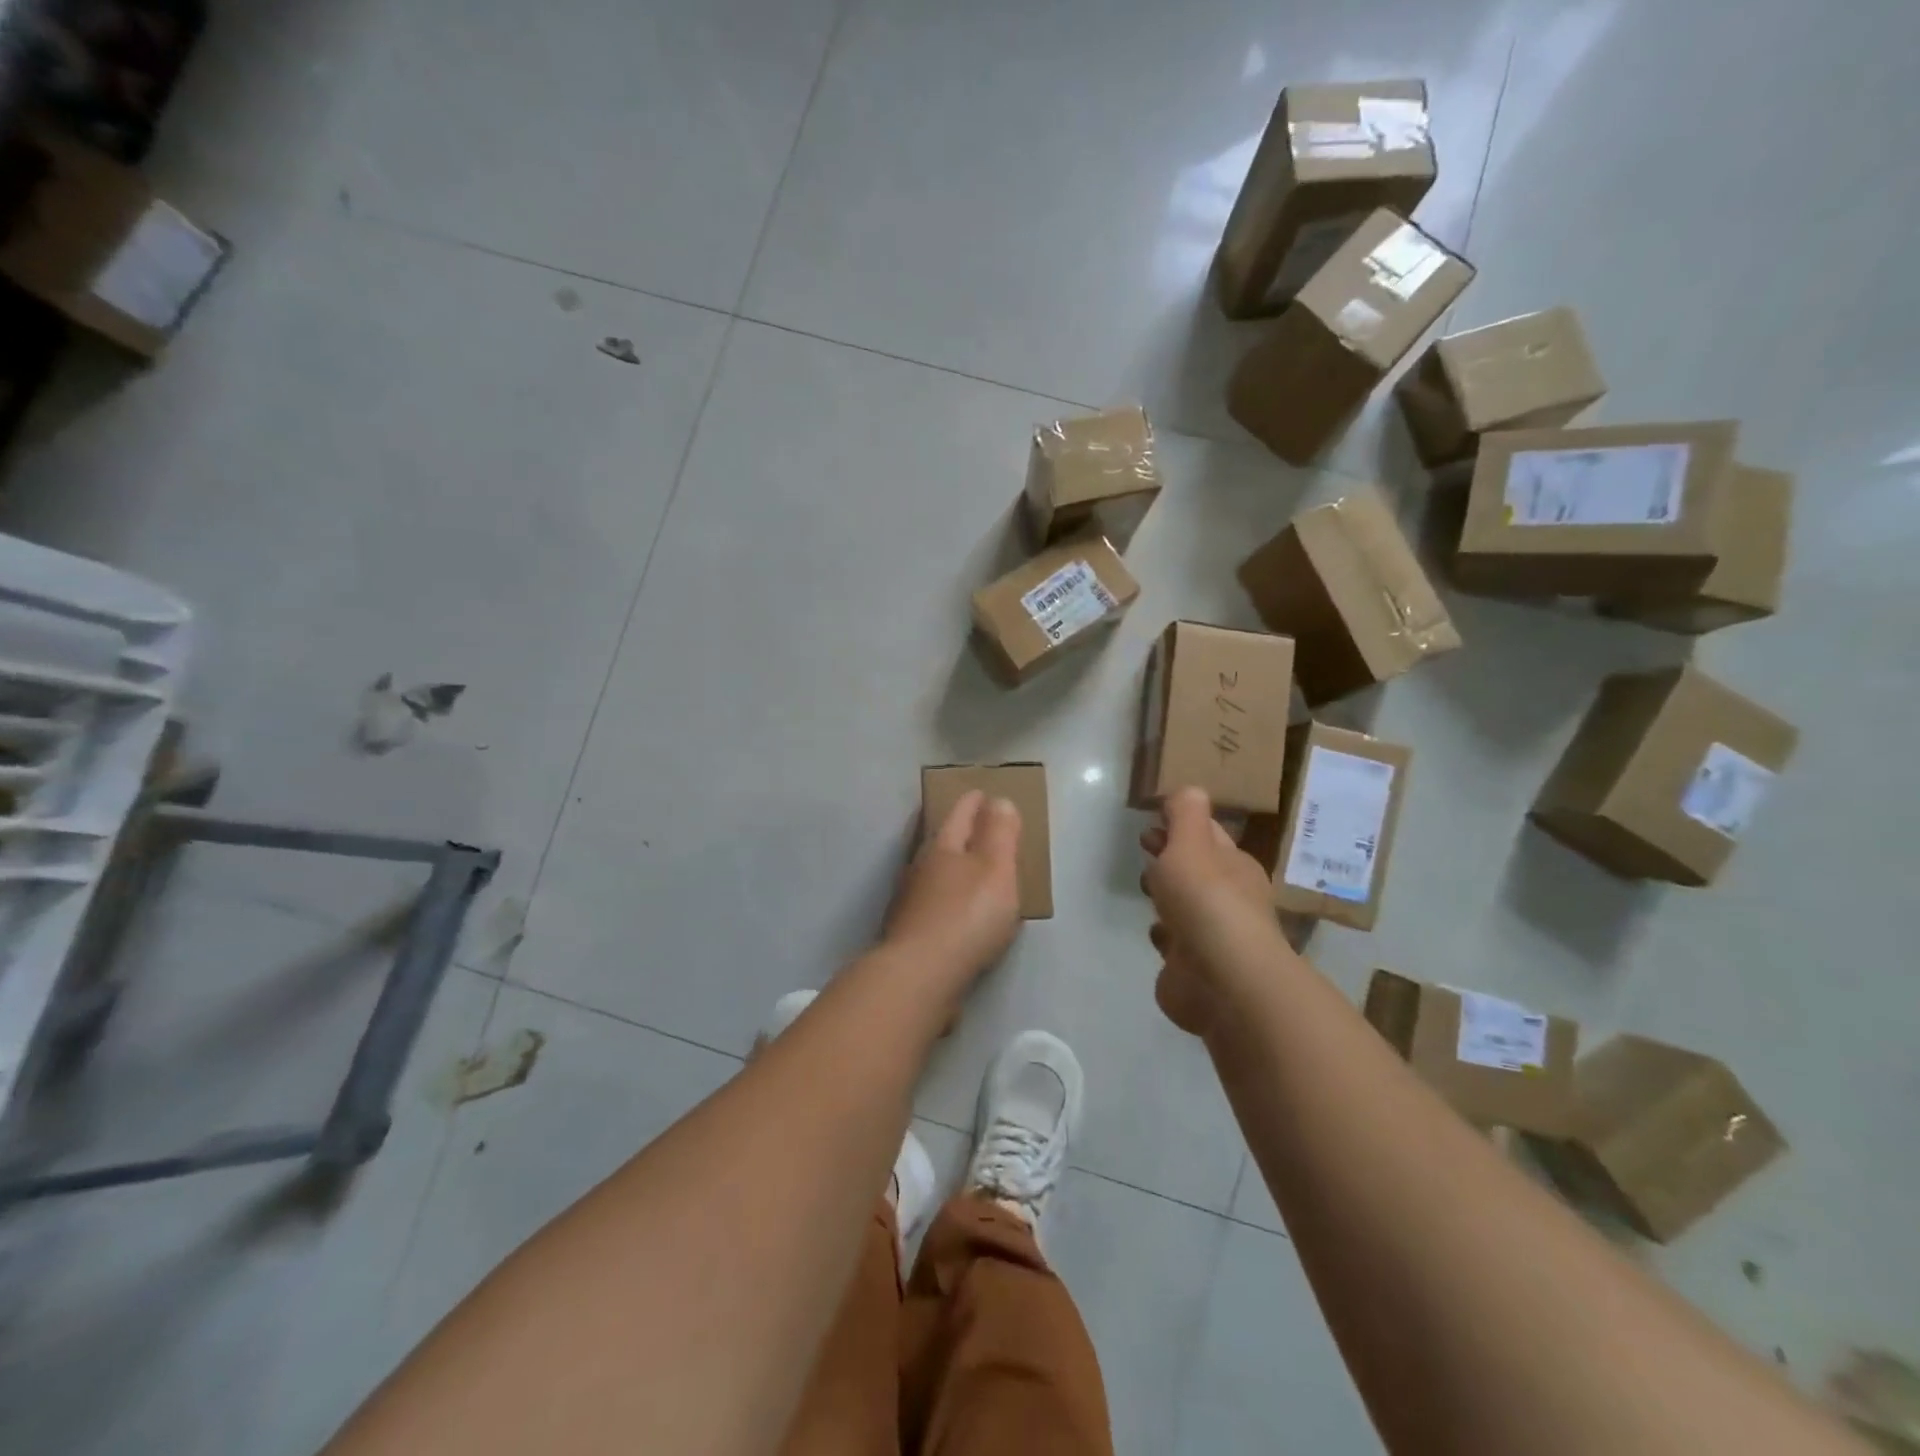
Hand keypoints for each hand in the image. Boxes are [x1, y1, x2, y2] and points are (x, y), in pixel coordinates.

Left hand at [885, 790, 1022, 981]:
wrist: (919, 975)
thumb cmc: (966, 916)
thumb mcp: (996, 870)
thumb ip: (1000, 834)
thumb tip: (998, 799)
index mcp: (942, 847)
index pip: (958, 814)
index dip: (972, 801)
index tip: (981, 792)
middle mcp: (920, 867)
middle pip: (941, 840)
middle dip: (958, 831)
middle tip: (976, 825)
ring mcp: (909, 900)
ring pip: (933, 872)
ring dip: (950, 865)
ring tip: (969, 869)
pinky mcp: (908, 931)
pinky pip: (931, 902)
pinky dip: (945, 896)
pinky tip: (954, 910)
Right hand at [1140, 787, 1287, 1035]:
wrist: (1221, 979)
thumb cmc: (1206, 900)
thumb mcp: (1192, 843)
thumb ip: (1185, 814)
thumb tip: (1190, 790)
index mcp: (1234, 866)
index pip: (1209, 836)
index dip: (1182, 825)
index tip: (1153, 819)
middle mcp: (1229, 900)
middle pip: (1198, 870)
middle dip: (1173, 857)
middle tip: (1145, 846)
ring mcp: (1213, 937)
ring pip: (1187, 907)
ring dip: (1169, 897)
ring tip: (1147, 887)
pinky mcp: (1194, 970)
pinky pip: (1176, 945)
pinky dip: (1166, 936)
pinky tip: (1156, 933)